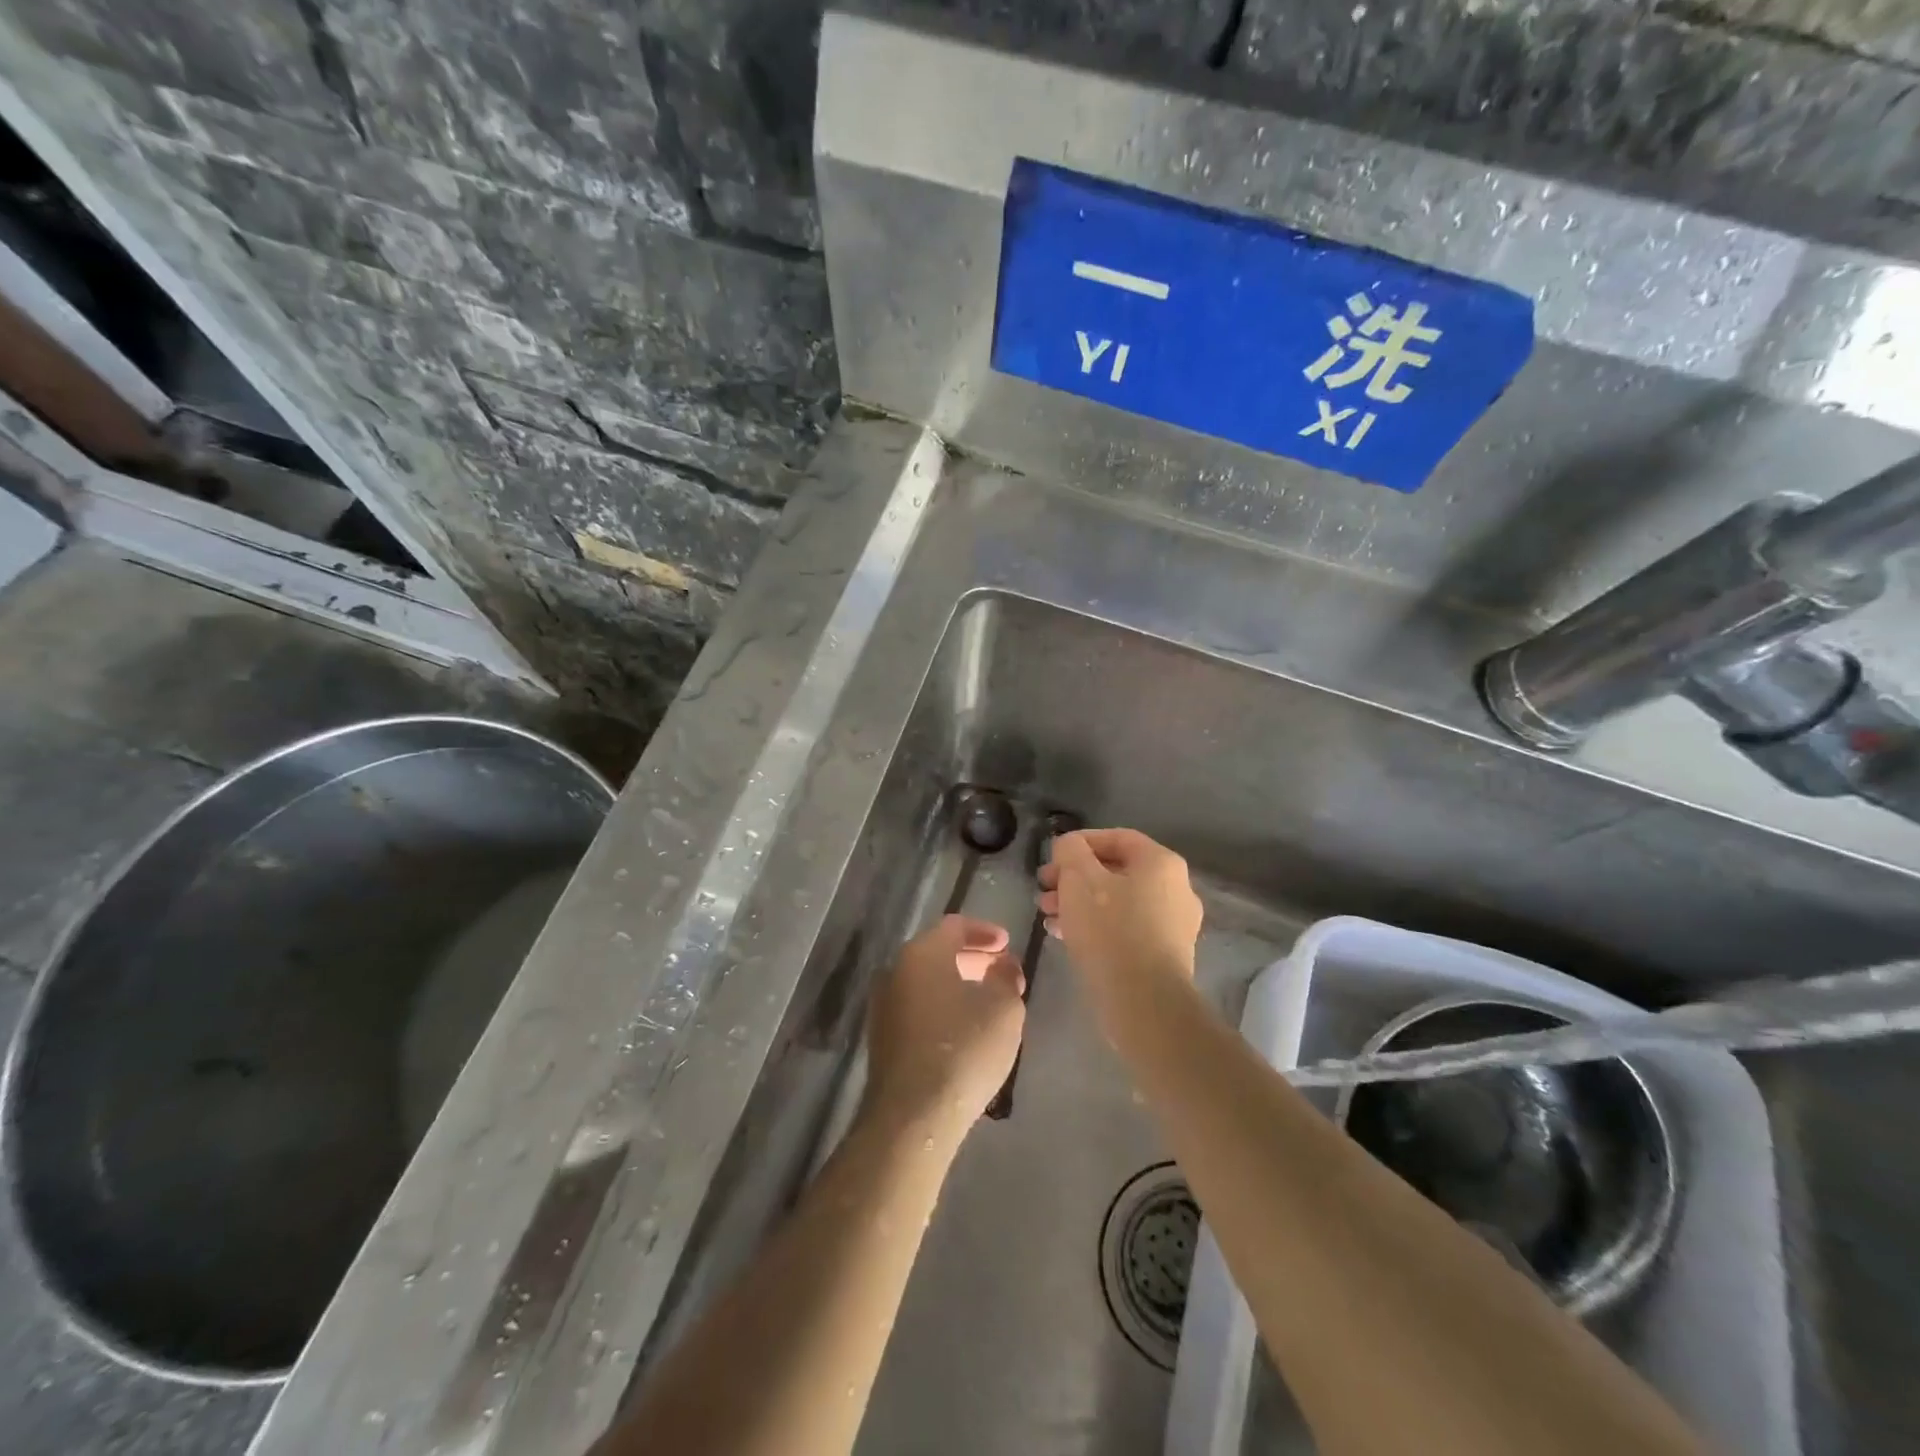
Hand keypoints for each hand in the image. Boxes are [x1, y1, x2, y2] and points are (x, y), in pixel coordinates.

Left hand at [863, 915, 1026, 1140]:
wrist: (913, 1115)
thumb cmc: (964, 1049)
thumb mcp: (1004, 1008)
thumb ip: (1006, 977)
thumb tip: (1003, 966)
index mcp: (922, 953)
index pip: (955, 926)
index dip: (985, 932)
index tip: (1008, 945)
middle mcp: (895, 970)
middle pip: (938, 952)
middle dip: (973, 958)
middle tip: (1002, 972)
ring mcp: (884, 1005)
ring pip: (927, 981)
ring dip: (958, 984)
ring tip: (989, 1002)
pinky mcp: (882, 1037)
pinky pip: (917, 1006)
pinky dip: (942, 1006)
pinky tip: (965, 1029)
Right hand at [1038, 828, 1203, 1023]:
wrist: (1144, 1003)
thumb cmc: (1110, 930)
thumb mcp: (1079, 879)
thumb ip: (1071, 852)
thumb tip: (1070, 846)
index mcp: (1161, 863)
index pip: (1117, 837)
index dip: (1080, 843)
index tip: (1051, 858)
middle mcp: (1176, 888)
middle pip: (1116, 871)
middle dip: (1074, 877)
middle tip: (1043, 889)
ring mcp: (1173, 924)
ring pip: (1118, 901)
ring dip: (1080, 903)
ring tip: (1047, 915)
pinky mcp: (1164, 955)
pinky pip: (1125, 928)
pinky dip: (1096, 926)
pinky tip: (1065, 936)